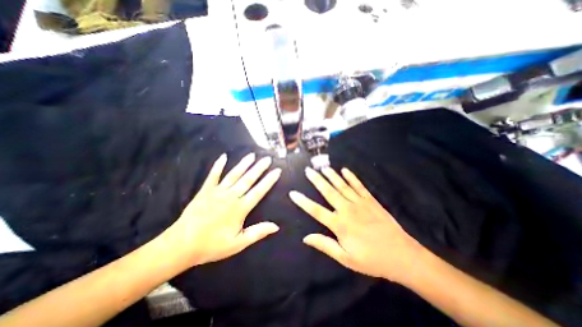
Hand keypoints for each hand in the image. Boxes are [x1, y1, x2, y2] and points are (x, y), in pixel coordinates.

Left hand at [164, 152, 282, 266]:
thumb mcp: (238, 243)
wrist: (182, 245)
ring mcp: (217, 192)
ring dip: (244, 164)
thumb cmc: (212, 245)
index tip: (277, 171)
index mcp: (240, 208)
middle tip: (268, 158)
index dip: (269, 180)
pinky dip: (218, 166)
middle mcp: (231, 196)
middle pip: (248, 179)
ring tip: (252, 155)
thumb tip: (276, 226)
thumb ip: (257, 232)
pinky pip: (213, 175)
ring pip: (234, 174)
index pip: (259, 191)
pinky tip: (223, 156)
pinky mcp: (205, 190)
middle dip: (259, 168)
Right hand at [290, 167, 422, 282]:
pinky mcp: (371, 200)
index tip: (293, 193)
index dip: (303, 202)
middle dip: (317, 180)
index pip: (316, 210)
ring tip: (323, 167)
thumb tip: (306, 237)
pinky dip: (351, 177)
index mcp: (340, 224)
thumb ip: (325, 245)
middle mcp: (347, 209)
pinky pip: (359, 186)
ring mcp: (360, 203)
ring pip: (342, 186)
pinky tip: (345, 170)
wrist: (402, 256)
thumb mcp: (346, 258)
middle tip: (308, 170)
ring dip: (332, 175)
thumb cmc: (372, 259)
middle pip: (328, 192)